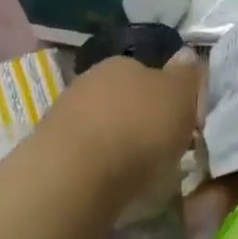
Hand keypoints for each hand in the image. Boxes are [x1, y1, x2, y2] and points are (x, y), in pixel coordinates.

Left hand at [38, 53, 202, 195]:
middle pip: (125, 99)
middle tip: (162, 150)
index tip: (181, 125)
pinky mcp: (51, 147)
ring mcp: (66, 112)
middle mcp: (91, 79)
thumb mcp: (179, 97)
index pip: (150, 73)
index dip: (168, 99)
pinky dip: (100, 164)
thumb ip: (186, 76)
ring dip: (119, 143)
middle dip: (142, 121)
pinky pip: (87, 152)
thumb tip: (186, 55)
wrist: (76, 174)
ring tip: (138, 173)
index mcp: (123, 62)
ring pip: (104, 125)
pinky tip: (110, 183)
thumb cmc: (138, 129)